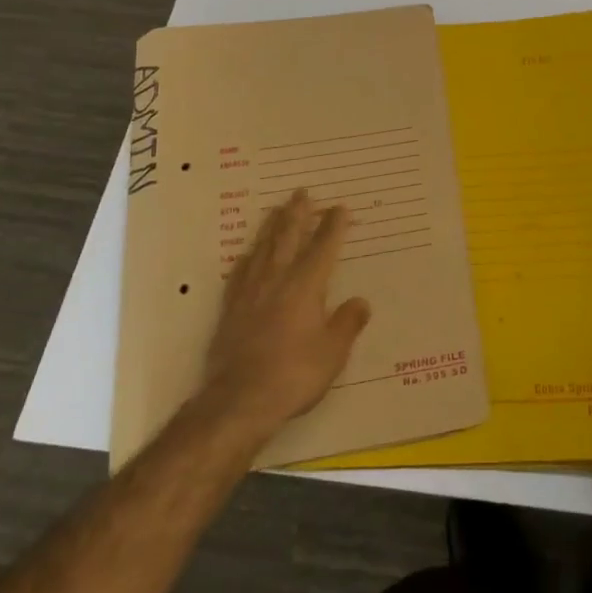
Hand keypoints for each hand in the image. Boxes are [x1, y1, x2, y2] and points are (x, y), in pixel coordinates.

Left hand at [200, 190, 370, 436]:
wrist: (238, 401)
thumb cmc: (294, 375)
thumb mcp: (333, 353)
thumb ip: (347, 323)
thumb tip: (361, 301)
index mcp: (306, 285)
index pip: (323, 247)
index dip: (333, 226)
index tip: (339, 207)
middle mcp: (277, 280)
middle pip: (288, 237)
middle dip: (297, 213)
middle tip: (301, 191)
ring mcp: (250, 293)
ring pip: (263, 248)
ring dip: (271, 227)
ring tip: (276, 210)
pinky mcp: (230, 310)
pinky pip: (240, 272)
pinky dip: (248, 257)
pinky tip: (248, 254)